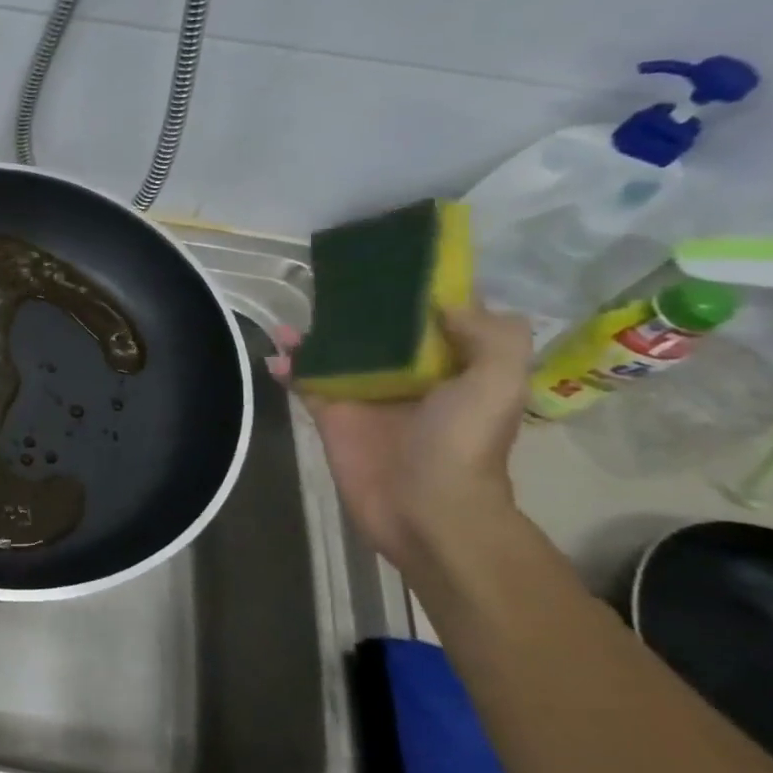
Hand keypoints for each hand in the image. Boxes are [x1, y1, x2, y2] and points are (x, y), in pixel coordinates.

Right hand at [270, 304, 532, 578]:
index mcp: (453, 365)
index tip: (388, 261)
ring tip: (289, 320)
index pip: (434, 318)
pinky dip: (289, 367)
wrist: (426, 511)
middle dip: (354, 308)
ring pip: (337, 354)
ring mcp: (366, 395)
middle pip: (379, 332)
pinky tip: (274, 356)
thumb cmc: (464, 445)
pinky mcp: (332, 416)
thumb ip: (488, 335)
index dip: (415, 290)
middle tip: (327, 282)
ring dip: (313, 335)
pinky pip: (306, 382)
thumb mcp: (497, 383)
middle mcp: (409, 376)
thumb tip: (443, 300)